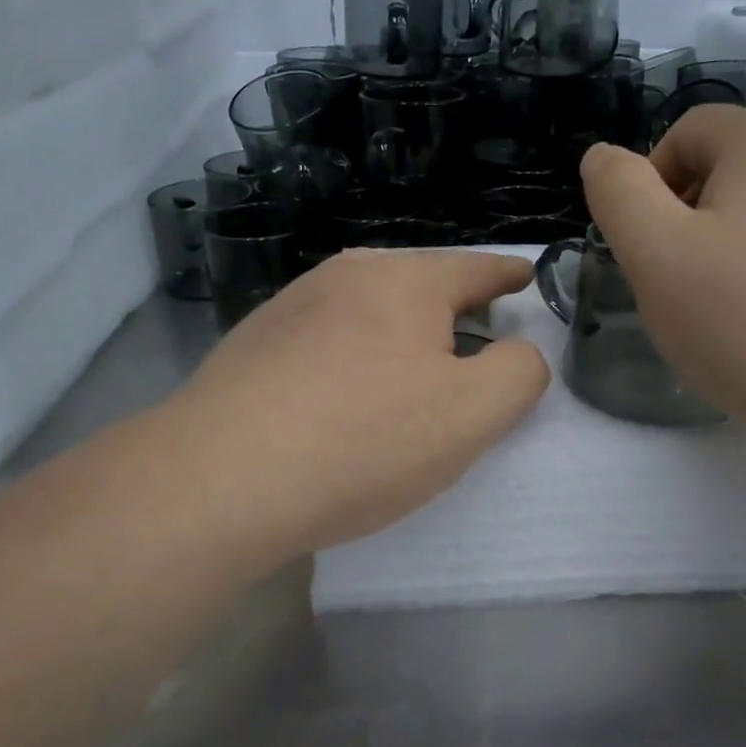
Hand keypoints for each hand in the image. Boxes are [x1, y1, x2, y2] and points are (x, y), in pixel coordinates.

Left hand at [171, 248, 549, 557]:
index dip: (509, 276)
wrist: (218, 479)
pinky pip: (326, 341)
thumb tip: (517, 352)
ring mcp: (290, 308)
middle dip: (454, 311)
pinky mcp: (253, 346)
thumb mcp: (470, 414)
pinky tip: (344, 399)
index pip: (475, 268)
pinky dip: (353, 360)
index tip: (526, 277)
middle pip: (419, 287)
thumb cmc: (362, 440)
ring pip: (368, 313)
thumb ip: (518, 374)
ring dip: (398, 337)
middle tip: (476, 347)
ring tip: (410, 378)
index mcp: (404, 281)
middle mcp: (344, 277)